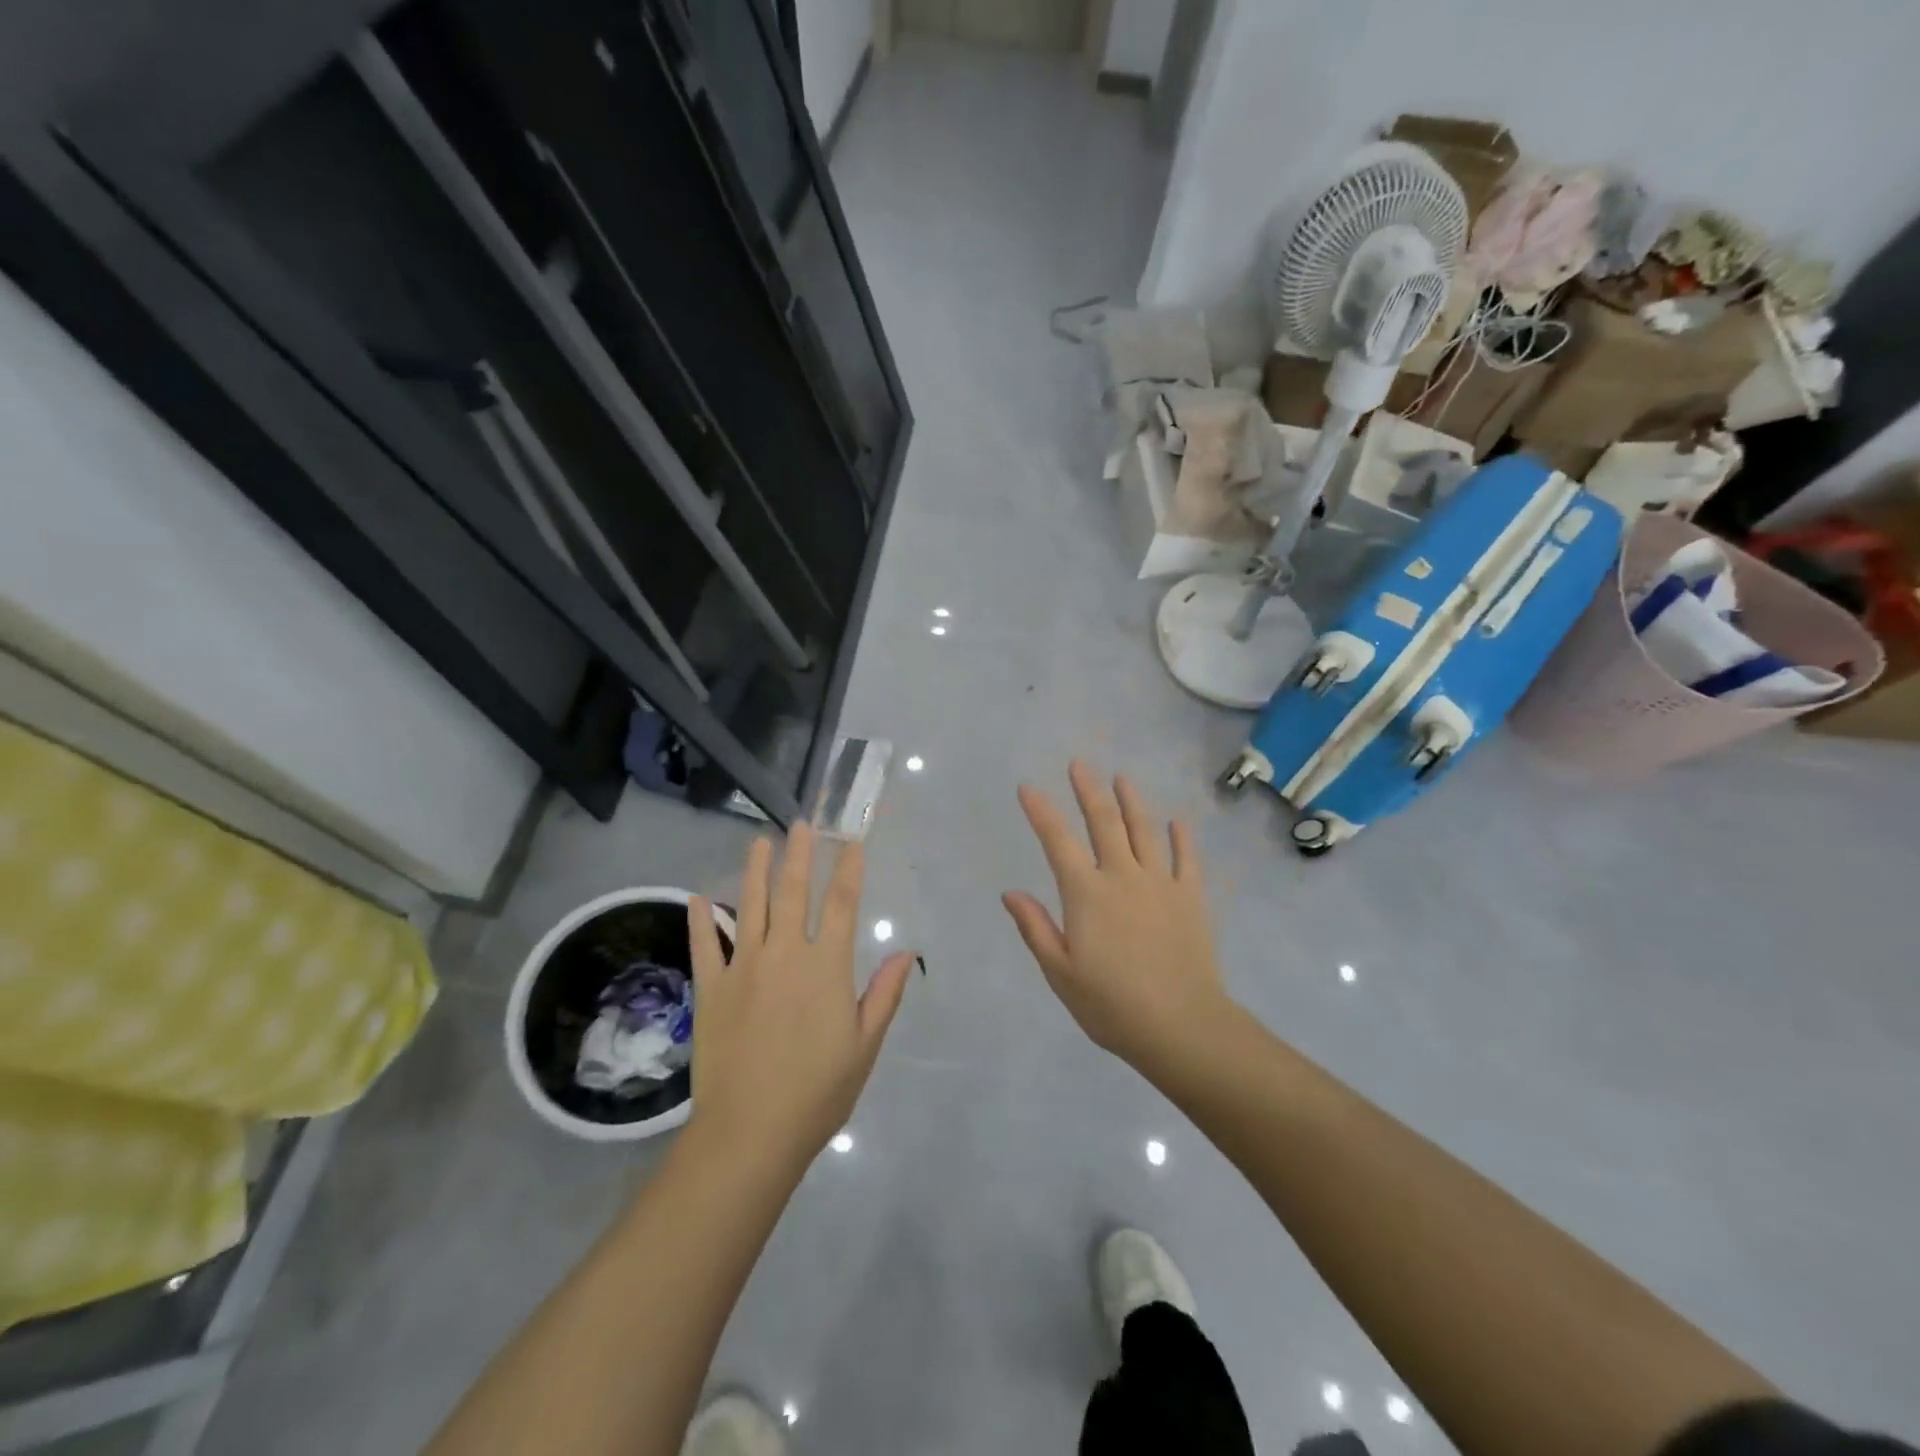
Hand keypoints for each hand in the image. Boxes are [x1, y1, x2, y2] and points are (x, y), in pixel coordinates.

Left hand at [688, 827, 913, 1173]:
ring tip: (759, 842)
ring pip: (751, 907)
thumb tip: (907, 952)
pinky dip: (701, 920)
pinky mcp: (711, 989)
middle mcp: (785, 955)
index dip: (849, 869)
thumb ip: (884, 994)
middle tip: (800, 824)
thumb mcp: (864, 1046)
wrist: (750, 1133)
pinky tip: (698, 897)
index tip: (851, 841)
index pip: (842, 905)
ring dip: (755, 871)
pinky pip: (705, 946)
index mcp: (827, 968)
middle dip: (799, 855)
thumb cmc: (817, 1092)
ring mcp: (744, 968)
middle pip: (794, 893)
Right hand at [1002, 761, 1231, 1070]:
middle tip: (1080, 764)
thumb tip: (1010, 892)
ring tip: (1122, 777)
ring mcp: (1162, 884)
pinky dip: (1182, 837)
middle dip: (1089, 790)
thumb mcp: (1060, 973)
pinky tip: (1178, 820)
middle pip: (1104, 822)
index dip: (1041, 812)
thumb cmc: (1112, 1005)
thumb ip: (1036, 928)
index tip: (1028, 788)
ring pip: (1145, 830)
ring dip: (1132, 801)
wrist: (1182, 1026)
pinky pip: (1187, 859)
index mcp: (1087, 894)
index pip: (1058, 841)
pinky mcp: (1192, 898)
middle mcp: (1123, 877)